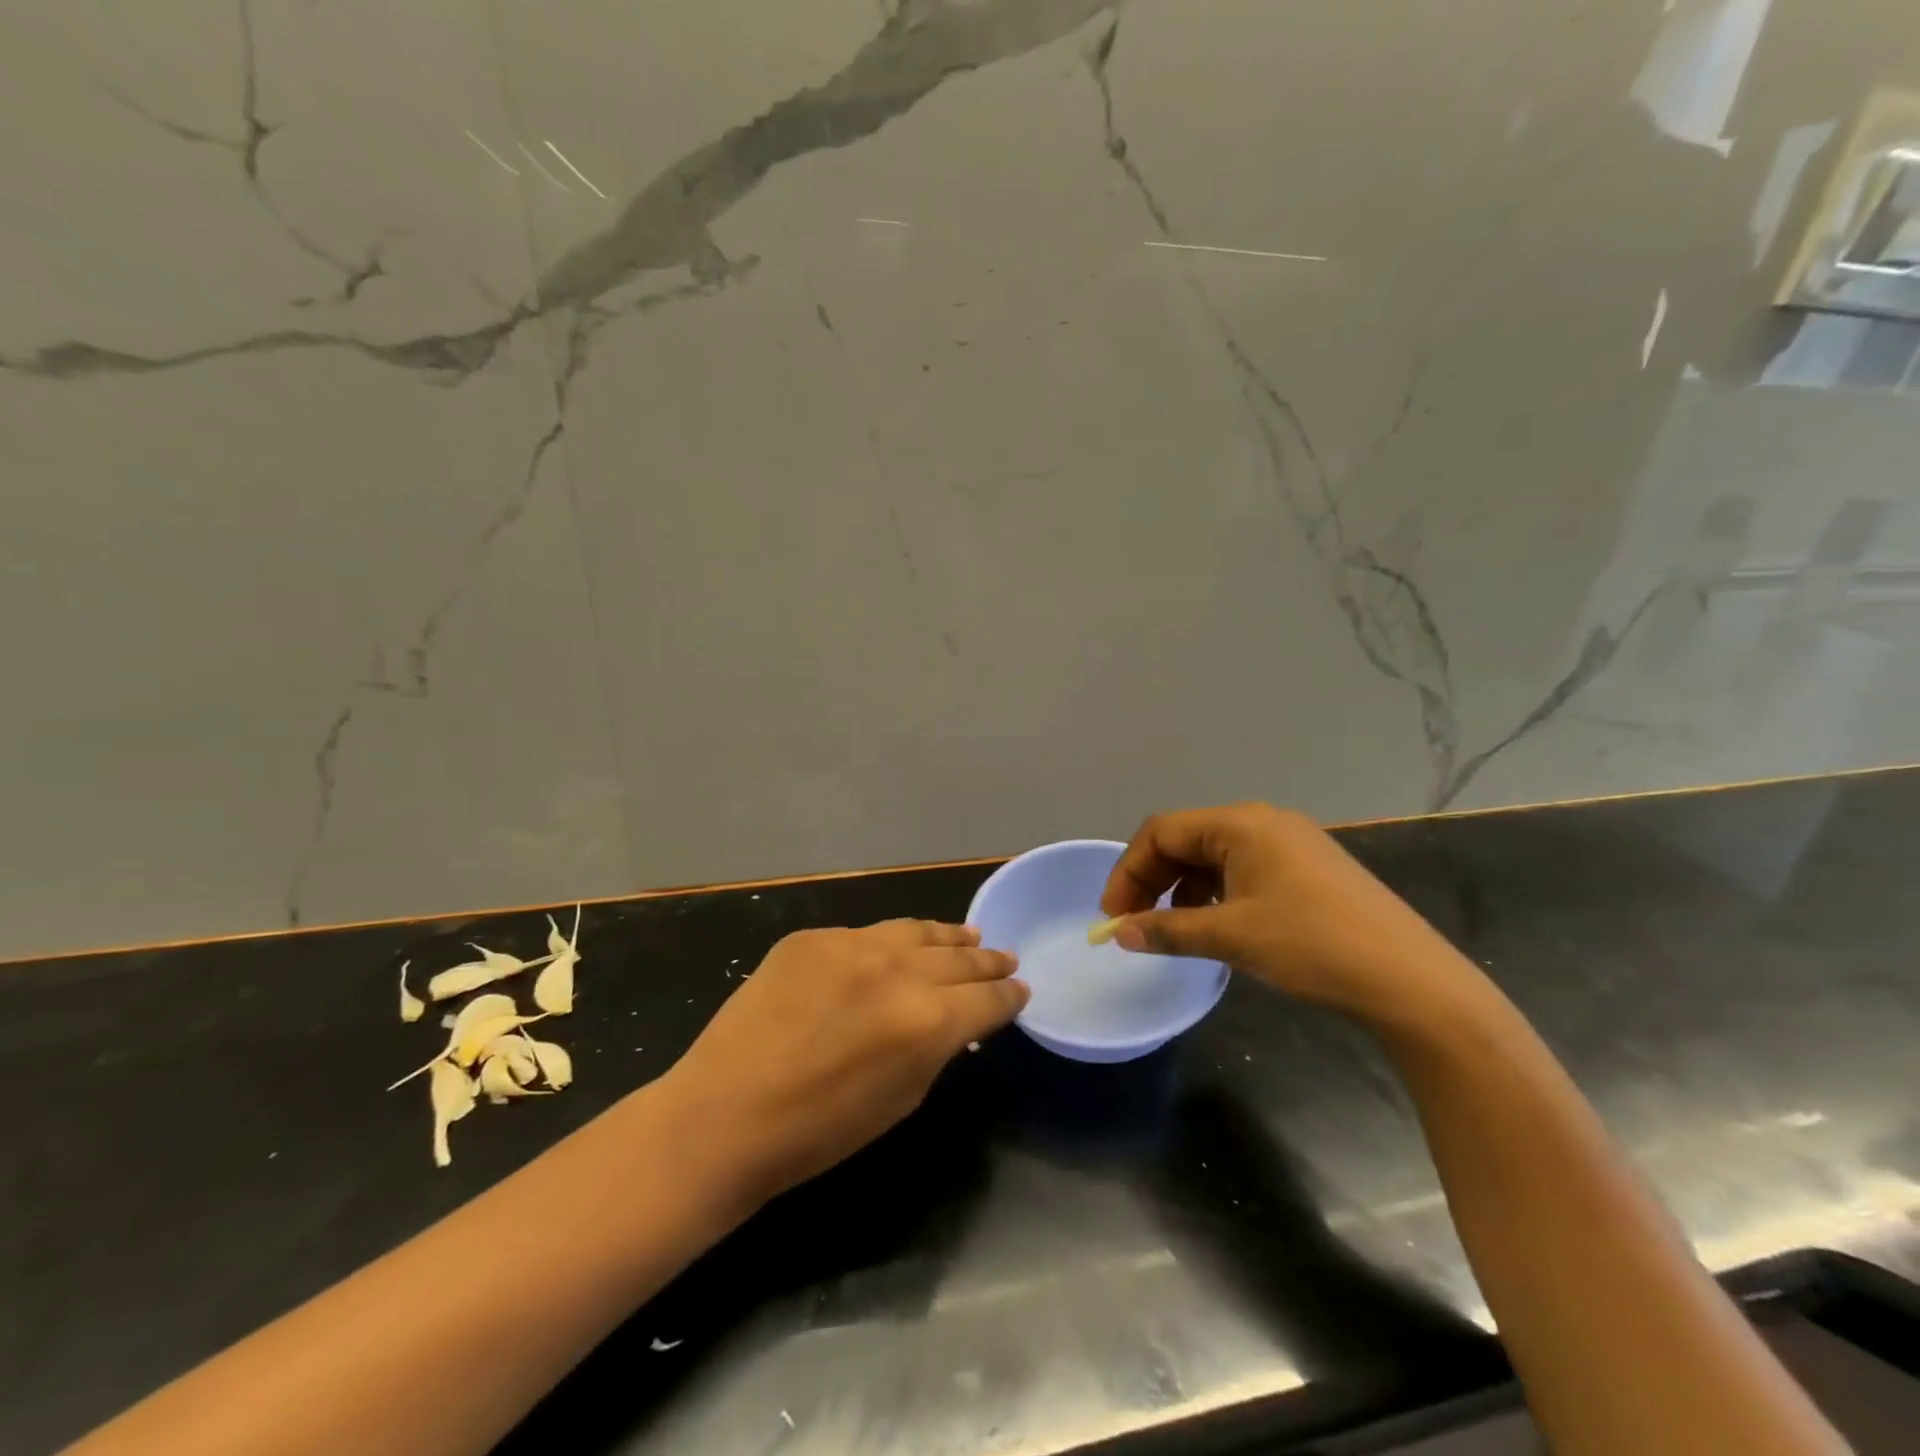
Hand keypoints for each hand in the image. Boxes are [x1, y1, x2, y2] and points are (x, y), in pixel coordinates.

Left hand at [656, 920, 1025, 1208]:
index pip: (988, 998)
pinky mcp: (813, 936)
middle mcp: (898, 969)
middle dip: (987, 961)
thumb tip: (958, 1022)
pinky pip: (865, 934)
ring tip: (968, 937)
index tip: (1021, 990)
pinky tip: (898, 947)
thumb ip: (937, 1049)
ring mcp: (852, 943)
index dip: (1009, 995)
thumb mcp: (902, 1099)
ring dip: (948, 937)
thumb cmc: (819, 1131)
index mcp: (928, 1020)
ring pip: (916, 930)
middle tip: (1005, 958)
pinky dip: (890, 943)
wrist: (725, 1114)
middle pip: (959, 958)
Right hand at [1099, 803, 1478, 1022]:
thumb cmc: (1312, 945)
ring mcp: (1290, 843)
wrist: (1411, 981)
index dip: (1128, 871)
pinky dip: (1216, 893)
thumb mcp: (1232, 937)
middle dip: (1152, 880)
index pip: (1162, 832)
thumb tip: (1118, 933)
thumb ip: (1167, 930)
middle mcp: (1262, 822)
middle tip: (1133, 923)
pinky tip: (1216, 925)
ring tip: (1172, 928)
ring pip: (1213, 856)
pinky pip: (1243, 869)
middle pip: (1186, 840)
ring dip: (1182, 889)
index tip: (1112, 915)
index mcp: (1240, 824)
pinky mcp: (1308, 868)